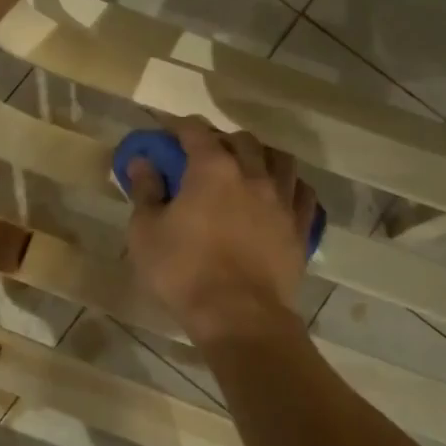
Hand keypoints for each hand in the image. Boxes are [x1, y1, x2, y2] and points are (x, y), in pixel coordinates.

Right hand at [125, 119, 318, 341]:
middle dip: (222, 140)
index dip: (180, 128)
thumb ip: (145, 191)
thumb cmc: (184, 272)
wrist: (240, 317)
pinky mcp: (301, 227)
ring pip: (280, 159)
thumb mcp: (146, 232)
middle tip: (206, 155)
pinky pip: (303, 193)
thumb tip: (142, 162)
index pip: (196, 131)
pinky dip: (290, 186)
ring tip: (248, 169)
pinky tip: (280, 195)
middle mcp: (252, 174)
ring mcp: (282, 200)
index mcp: (212, 169)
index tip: (168, 133)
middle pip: (242, 140)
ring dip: (261, 156)